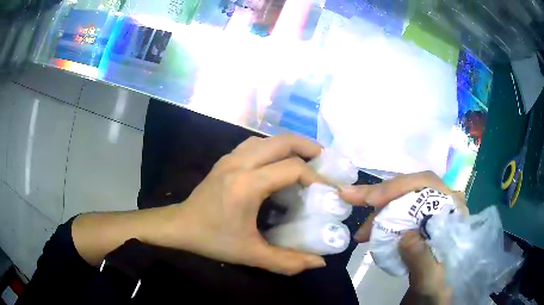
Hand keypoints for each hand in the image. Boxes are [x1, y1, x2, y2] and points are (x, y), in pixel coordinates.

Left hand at [163, 134, 327, 274]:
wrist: (180, 226)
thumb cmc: (213, 240)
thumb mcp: (251, 255)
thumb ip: (287, 261)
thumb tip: (319, 262)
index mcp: (246, 185)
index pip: (292, 168)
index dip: (316, 177)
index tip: (329, 190)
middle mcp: (239, 163)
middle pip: (283, 141)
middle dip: (309, 147)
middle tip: (326, 162)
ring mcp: (230, 157)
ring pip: (268, 139)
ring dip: (291, 144)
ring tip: (307, 159)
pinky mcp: (226, 159)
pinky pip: (256, 144)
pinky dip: (274, 147)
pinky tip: (279, 163)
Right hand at [339, 171, 464, 302]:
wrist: (434, 290)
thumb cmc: (437, 283)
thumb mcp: (431, 279)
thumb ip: (422, 260)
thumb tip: (405, 237)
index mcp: (454, 210)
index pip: (428, 184)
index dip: (399, 187)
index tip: (372, 199)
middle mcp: (443, 203)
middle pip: (411, 186)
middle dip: (381, 193)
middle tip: (350, 197)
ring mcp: (430, 210)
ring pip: (402, 198)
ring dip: (378, 210)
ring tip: (361, 233)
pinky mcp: (419, 220)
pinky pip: (397, 210)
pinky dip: (380, 218)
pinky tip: (370, 232)